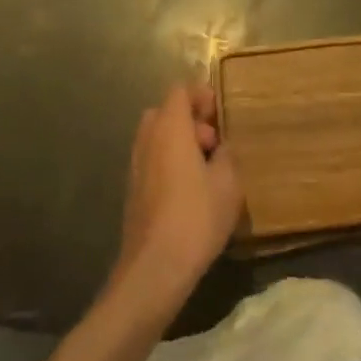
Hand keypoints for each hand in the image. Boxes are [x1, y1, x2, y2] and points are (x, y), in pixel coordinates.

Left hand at [109, 83, 242, 317]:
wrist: (154, 270)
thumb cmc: (195, 218)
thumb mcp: (228, 183)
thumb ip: (227, 155)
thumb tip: (220, 148)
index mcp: (169, 128)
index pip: (179, 91)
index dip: (201, 94)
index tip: (220, 112)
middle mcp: (147, 139)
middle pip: (165, 112)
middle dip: (190, 119)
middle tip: (214, 142)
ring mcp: (136, 166)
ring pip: (157, 137)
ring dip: (180, 142)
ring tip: (206, 169)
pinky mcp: (132, 191)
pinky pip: (152, 160)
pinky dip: (170, 163)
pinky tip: (191, 192)